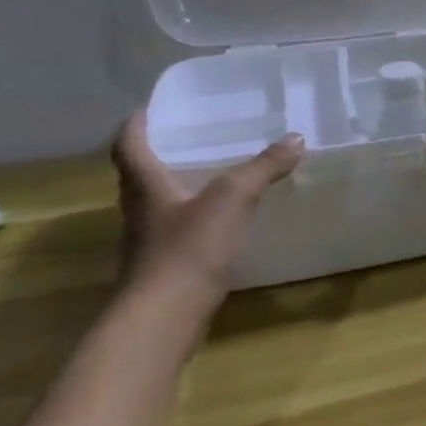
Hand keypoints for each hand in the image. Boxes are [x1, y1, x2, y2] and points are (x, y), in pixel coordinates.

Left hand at [111, 113, 304, 309]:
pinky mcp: (164, 269)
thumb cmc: (189, 249)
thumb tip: (296, 138)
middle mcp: (139, 211)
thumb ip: (262, 169)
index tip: (147, 110)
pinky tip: (218, 226)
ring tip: (208, 179)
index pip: (129, 146)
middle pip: (139, 176)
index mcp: (146, 187)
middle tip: (187, 141)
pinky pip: (174, 234)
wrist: (165, 316)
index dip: (135, 126)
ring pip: (156, 206)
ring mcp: (148, 243)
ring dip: (174, 190)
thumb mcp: (232, 200)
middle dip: (159, 156)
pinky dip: (191, 222)